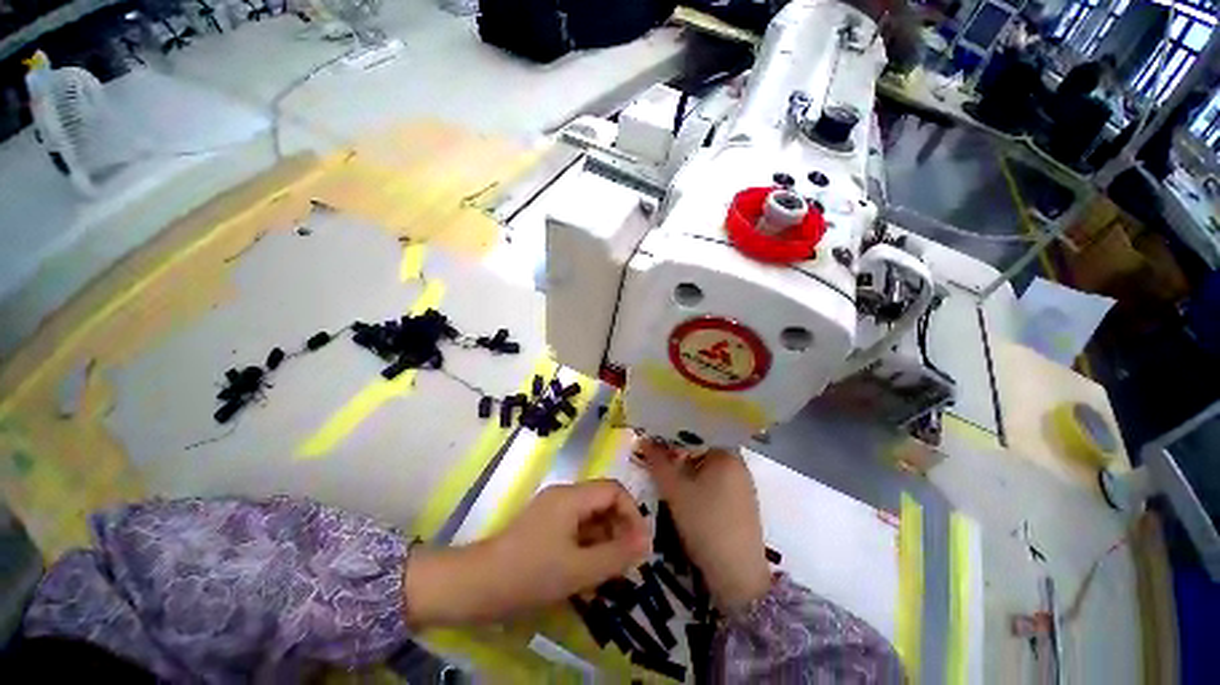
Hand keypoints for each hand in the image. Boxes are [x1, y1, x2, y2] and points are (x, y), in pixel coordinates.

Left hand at [403, 480, 647, 626]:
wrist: (477, 584)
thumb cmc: (530, 573)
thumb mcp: (578, 569)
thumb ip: (616, 555)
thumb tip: (646, 542)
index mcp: (572, 496)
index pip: (614, 490)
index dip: (632, 513)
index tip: (640, 544)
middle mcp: (564, 495)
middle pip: (603, 501)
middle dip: (619, 528)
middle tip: (626, 561)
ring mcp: (552, 509)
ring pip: (590, 516)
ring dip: (604, 538)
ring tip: (608, 570)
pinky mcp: (544, 524)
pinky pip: (576, 527)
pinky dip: (588, 544)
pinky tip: (587, 570)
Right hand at [636, 439, 770, 611]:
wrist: (738, 575)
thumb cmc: (705, 524)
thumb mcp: (675, 491)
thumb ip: (658, 462)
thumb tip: (643, 439)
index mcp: (727, 454)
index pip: (698, 431)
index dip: (674, 431)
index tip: (655, 434)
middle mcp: (738, 464)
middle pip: (703, 447)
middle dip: (678, 449)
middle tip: (656, 452)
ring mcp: (741, 483)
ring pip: (708, 464)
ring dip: (687, 464)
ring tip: (666, 467)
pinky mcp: (741, 501)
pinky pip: (715, 479)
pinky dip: (698, 478)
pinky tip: (684, 486)